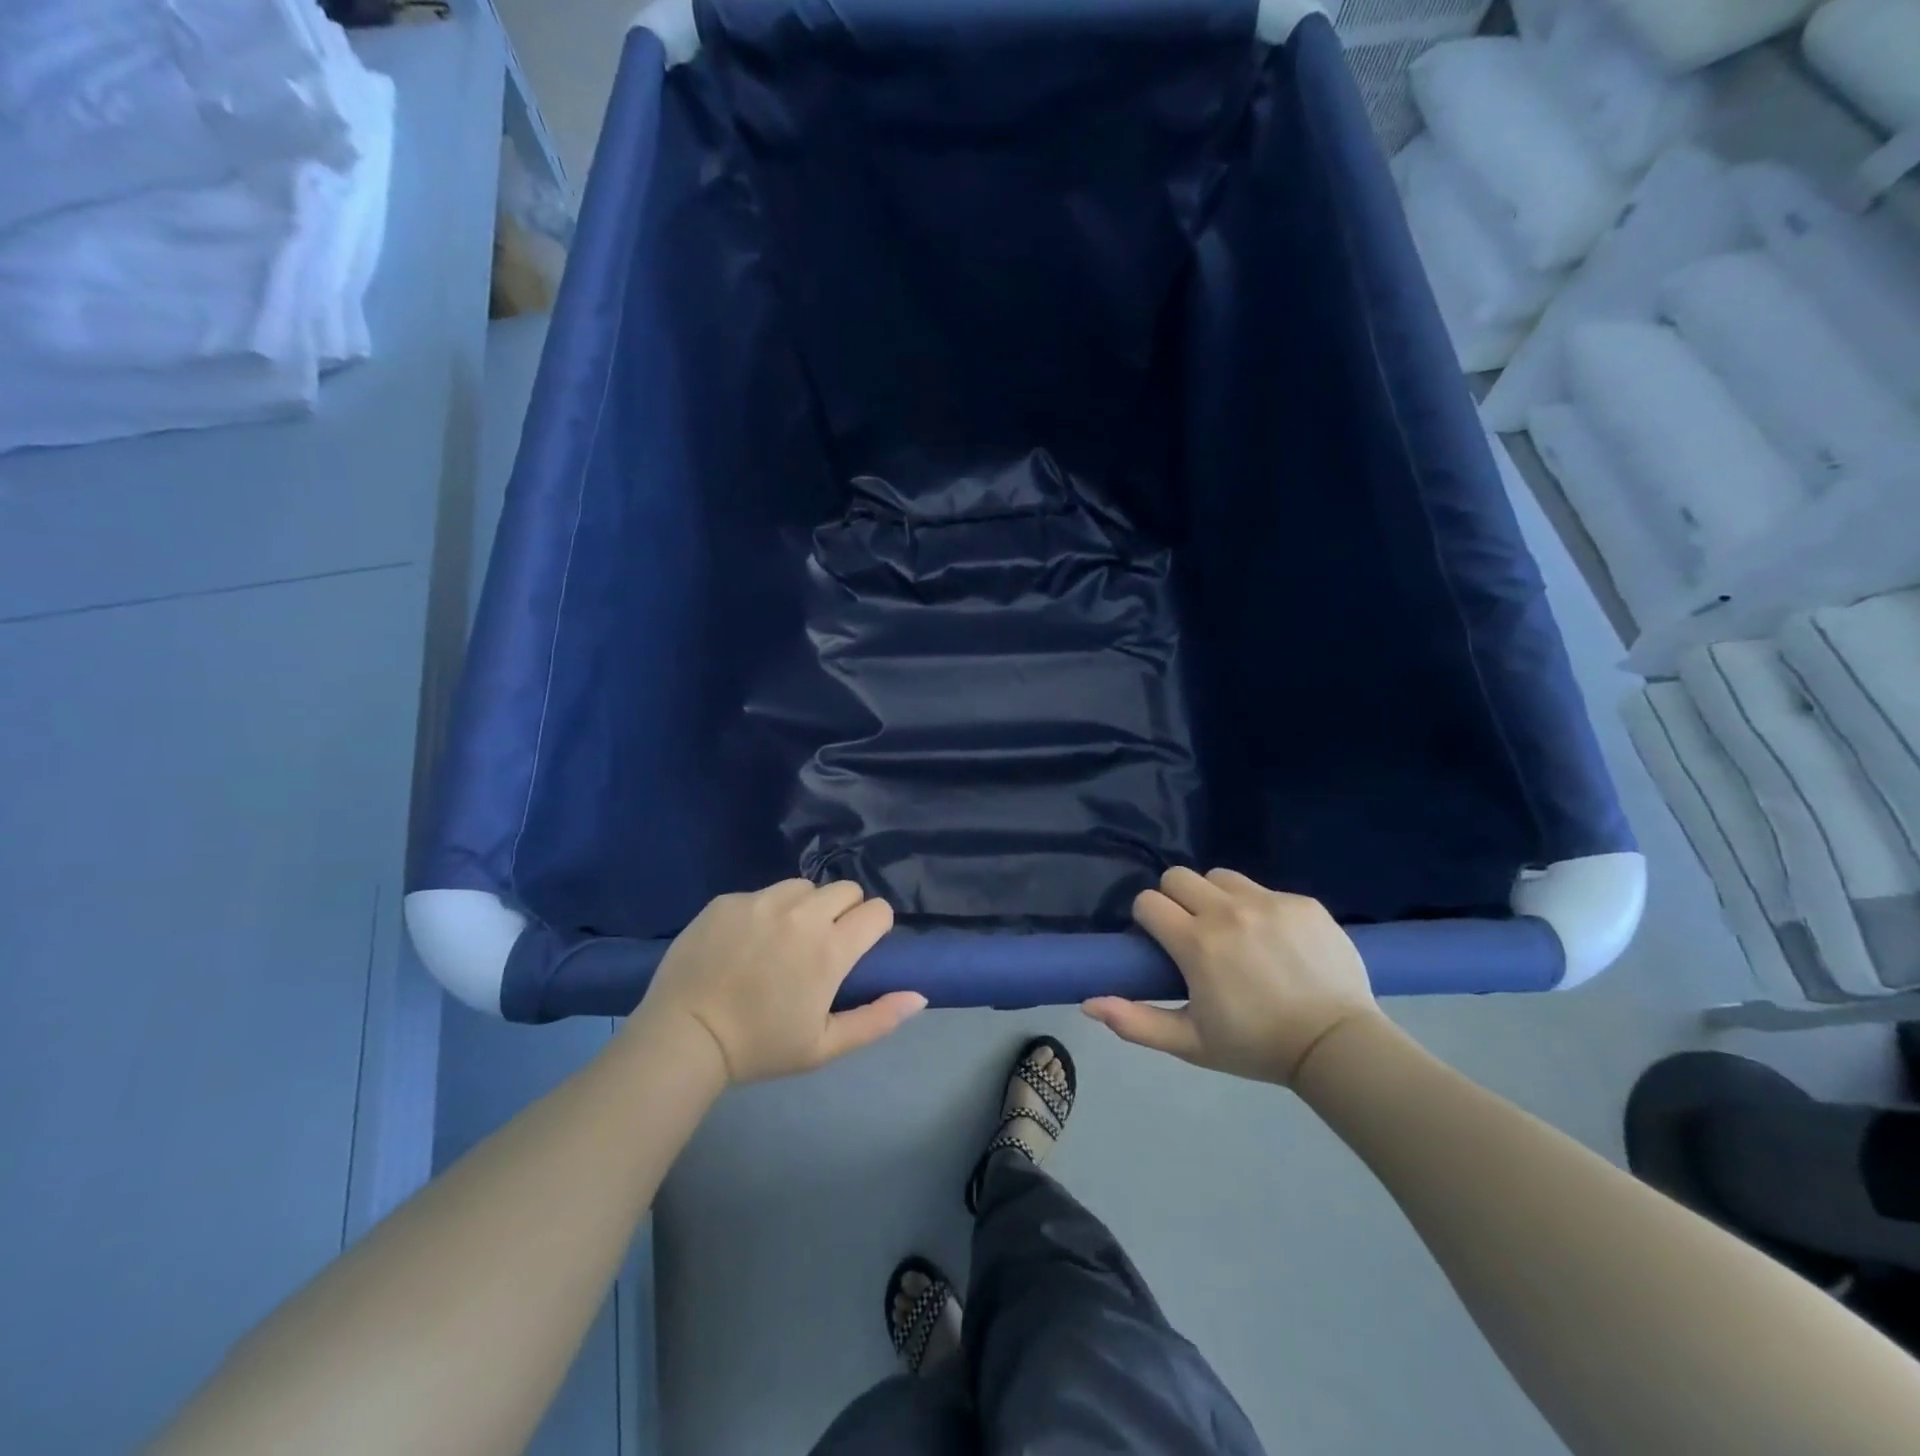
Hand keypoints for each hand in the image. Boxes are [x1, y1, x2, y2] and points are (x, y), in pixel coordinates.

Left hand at [636, 880, 920, 1084]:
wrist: (684, 1037)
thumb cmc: (760, 1047)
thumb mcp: (824, 1046)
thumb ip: (878, 1019)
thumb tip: (920, 995)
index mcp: (830, 949)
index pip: (877, 910)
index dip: (875, 926)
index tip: (859, 947)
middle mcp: (801, 914)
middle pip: (846, 889)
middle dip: (845, 911)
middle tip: (824, 943)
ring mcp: (761, 901)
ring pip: (803, 886)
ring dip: (806, 906)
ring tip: (785, 938)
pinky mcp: (728, 900)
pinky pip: (762, 893)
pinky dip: (765, 911)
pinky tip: (746, 941)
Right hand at [1084, 867, 1380, 1086]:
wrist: (1337, 1046)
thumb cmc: (1255, 1047)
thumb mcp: (1190, 1043)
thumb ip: (1135, 1022)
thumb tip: (1088, 1003)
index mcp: (1197, 943)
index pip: (1148, 901)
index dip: (1148, 919)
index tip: (1162, 943)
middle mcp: (1228, 912)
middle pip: (1177, 876)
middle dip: (1175, 899)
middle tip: (1192, 932)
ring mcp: (1269, 903)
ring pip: (1220, 876)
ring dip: (1215, 897)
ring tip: (1232, 930)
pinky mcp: (1302, 903)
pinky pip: (1263, 889)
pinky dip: (1258, 907)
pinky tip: (1274, 940)